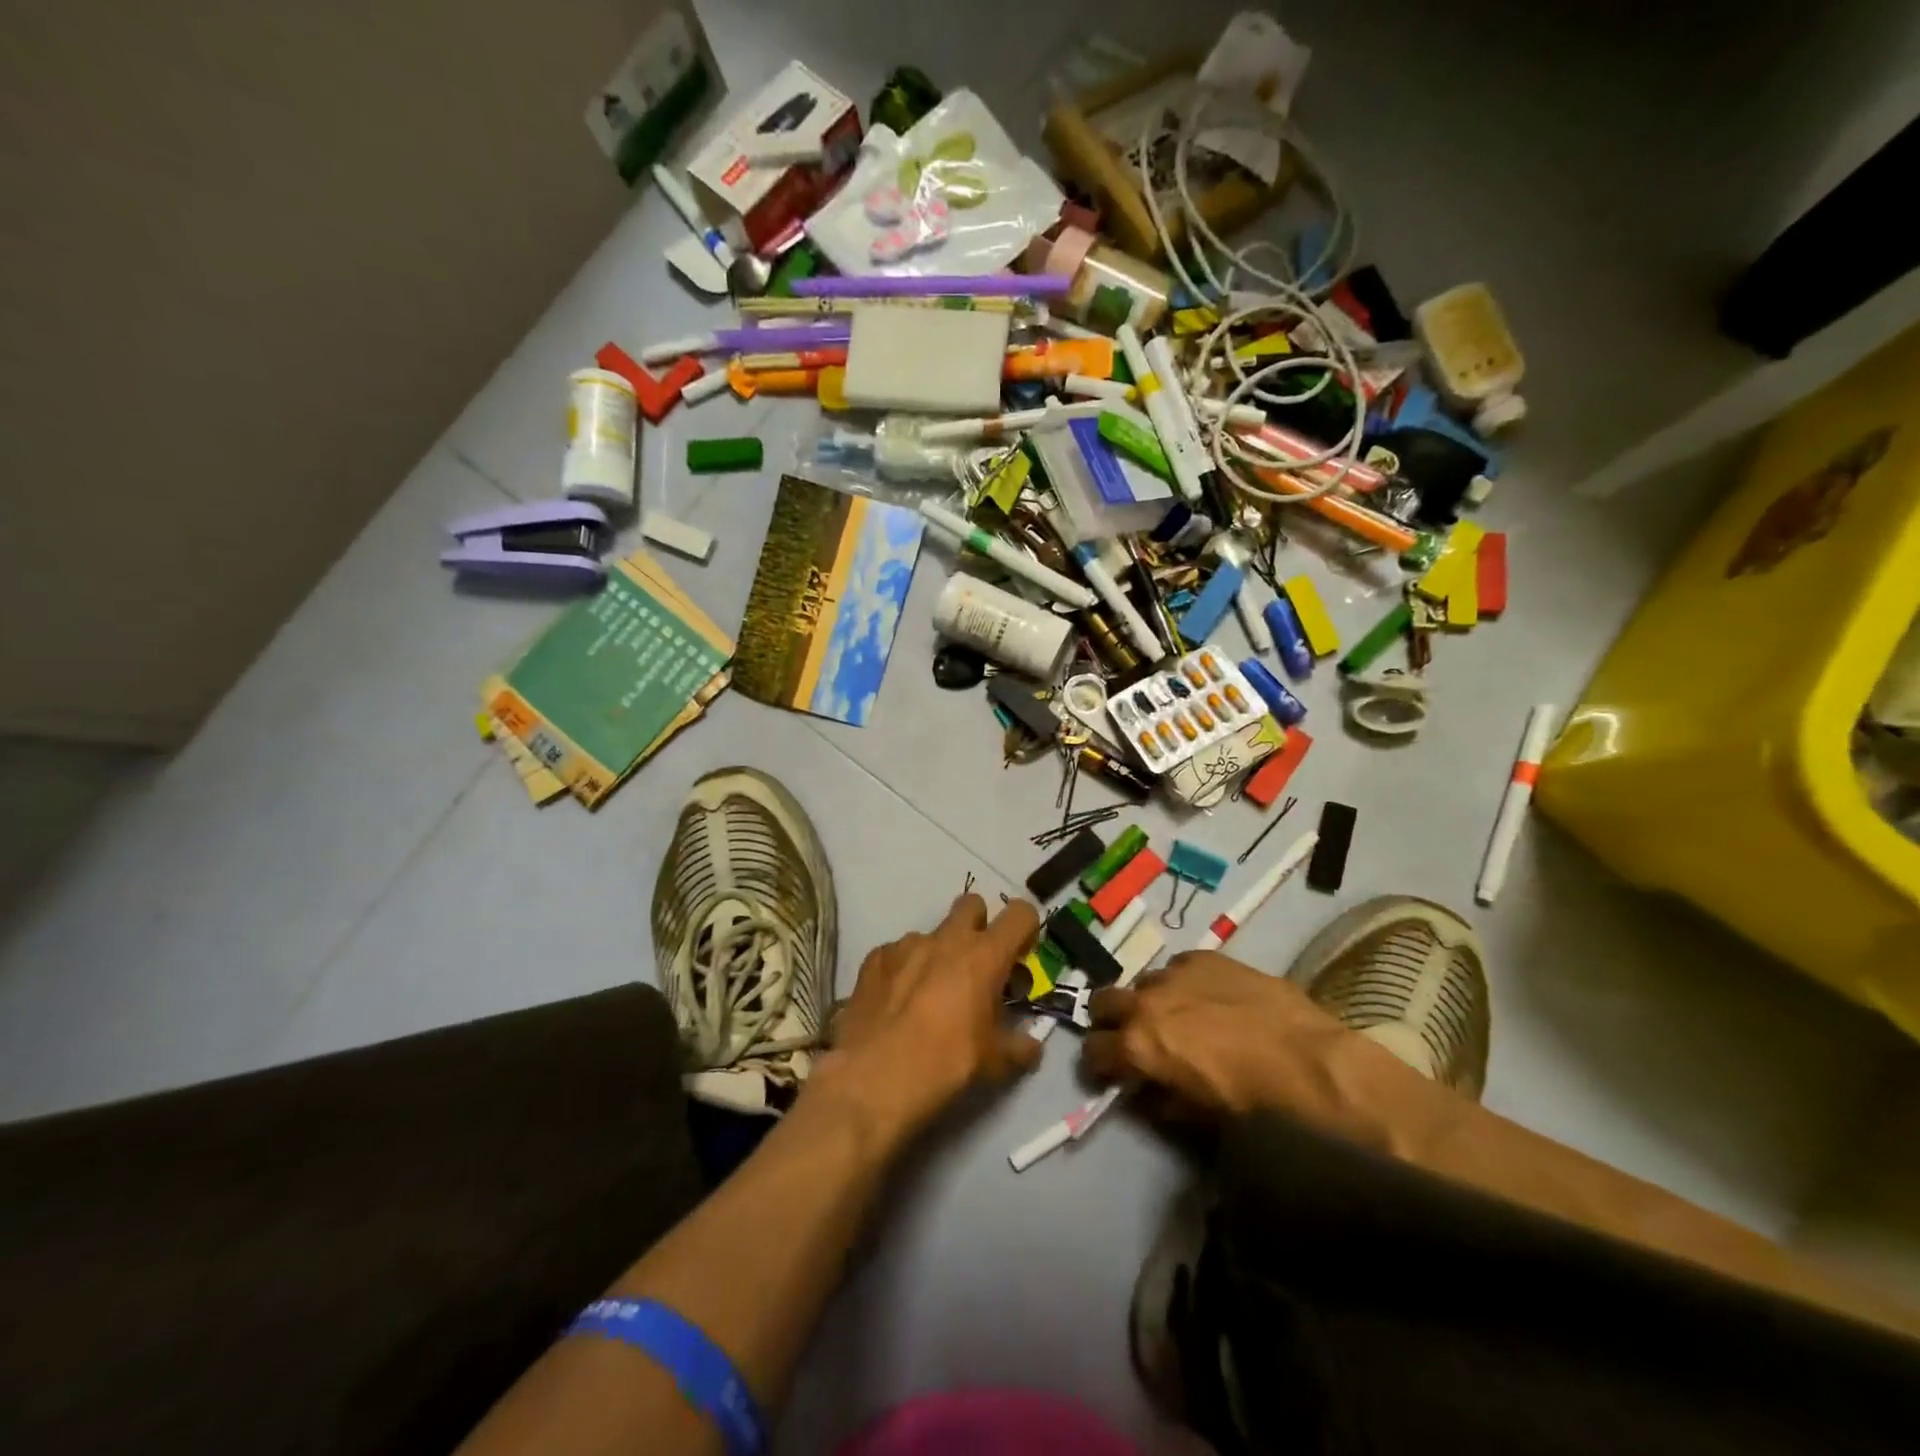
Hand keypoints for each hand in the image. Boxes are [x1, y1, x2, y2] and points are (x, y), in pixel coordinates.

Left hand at [817, 893, 1042, 1138]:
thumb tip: (1032, 1044)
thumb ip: (1020, 1046)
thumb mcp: (994, 1063)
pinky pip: (898, 953)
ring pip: (932, 933)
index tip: (1020, 957)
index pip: (1019, 914)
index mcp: (984, 956)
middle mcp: (946, 939)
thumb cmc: (945, 1064)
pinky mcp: (875, 958)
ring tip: (930, 995)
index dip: (1025, 929)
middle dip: (979, 925)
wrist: (872, 1078)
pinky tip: (897, 1003)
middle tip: (976, 966)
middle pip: (972, 904)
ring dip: (938, 954)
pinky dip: (904, 970)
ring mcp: (906, 945)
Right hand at [1081, 951, 1360, 1124]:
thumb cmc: (1249, 1097)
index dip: (1098, 1062)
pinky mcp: (1202, 957)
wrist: (1303, 1057)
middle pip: (1101, 1002)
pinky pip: (1178, 967)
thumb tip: (1144, 1092)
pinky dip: (1182, 983)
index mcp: (1137, 1044)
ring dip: (1149, 1000)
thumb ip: (1159, 1099)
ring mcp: (1173, 974)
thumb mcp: (1196, 1112)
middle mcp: (1145, 1003)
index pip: (1093, 1049)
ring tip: (1176, 1014)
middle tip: (1128, 1034)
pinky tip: (1207, 997)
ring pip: (1143, 982)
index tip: (1108, 1069)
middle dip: (1107, 1019)